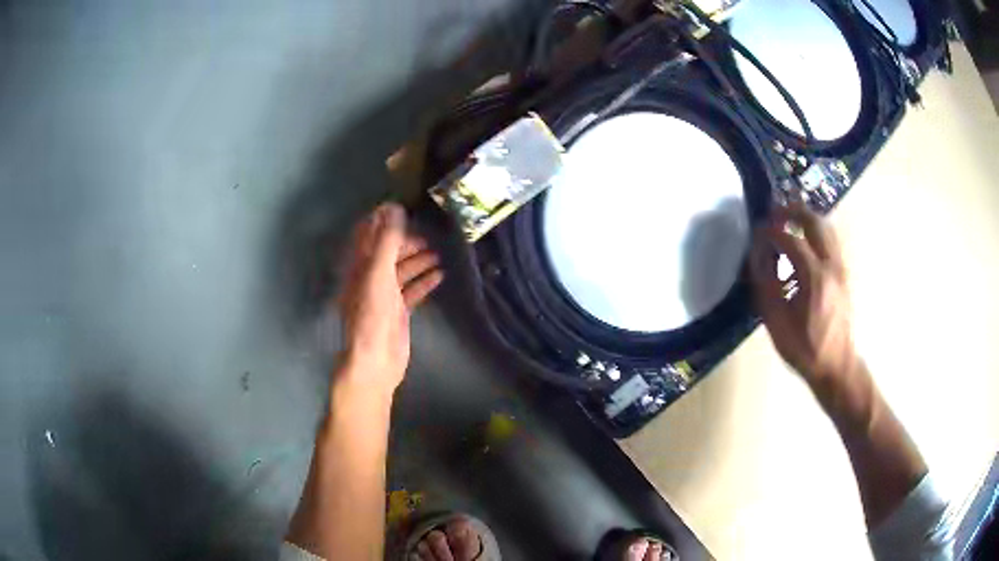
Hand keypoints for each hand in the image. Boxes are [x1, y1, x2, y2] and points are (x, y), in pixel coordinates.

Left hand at [336, 203, 443, 394]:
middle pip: (388, 252)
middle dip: (407, 242)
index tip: (403, 208)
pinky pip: (412, 290)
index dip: (382, 220)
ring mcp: (384, 295)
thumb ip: (387, 241)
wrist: (375, 360)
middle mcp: (369, 278)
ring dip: (419, 261)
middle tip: (429, 237)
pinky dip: (424, 281)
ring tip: (440, 254)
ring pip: (402, 270)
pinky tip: (440, 275)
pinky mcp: (398, 311)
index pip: (368, 235)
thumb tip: (394, 208)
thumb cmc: (372, 314)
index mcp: (359, 266)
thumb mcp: (378, 273)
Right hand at [749, 201, 859, 388]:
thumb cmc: (804, 348)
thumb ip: (766, 285)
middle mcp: (831, 265)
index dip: (770, 229)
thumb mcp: (777, 322)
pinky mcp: (844, 273)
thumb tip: (758, 255)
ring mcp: (841, 267)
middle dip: (791, 210)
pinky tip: (804, 240)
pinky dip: (815, 230)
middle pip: (814, 221)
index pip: (790, 238)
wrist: (837, 365)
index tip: (756, 231)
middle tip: (773, 212)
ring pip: (826, 226)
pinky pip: (830, 239)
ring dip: (805, 217)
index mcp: (814, 277)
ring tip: (788, 220)